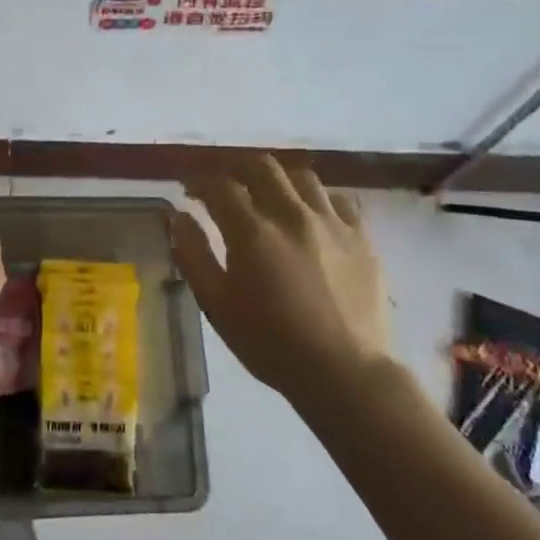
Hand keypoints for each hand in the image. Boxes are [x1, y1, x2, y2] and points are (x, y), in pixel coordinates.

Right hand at [170, 156, 399, 405]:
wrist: (345, 372)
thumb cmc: (270, 344)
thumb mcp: (217, 305)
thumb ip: (193, 255)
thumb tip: (178, 216)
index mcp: (253, 232)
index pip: (220, 186)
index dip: (199, 180)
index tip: (188, 187)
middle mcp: (292, 215)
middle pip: (261, 166)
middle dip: (235, 166)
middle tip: (222, 180)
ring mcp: (331, 222)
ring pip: (301, 175)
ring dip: (275, 176)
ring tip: (265, 191)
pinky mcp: (361, 236)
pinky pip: (338, 198)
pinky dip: (316, 196)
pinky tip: (309, 211)